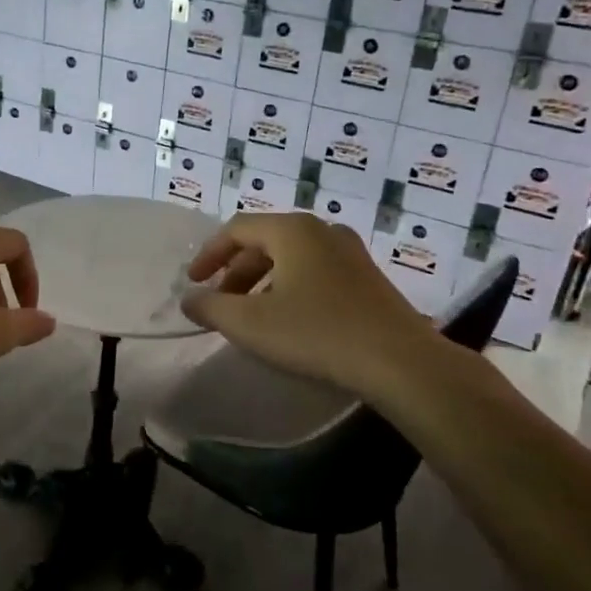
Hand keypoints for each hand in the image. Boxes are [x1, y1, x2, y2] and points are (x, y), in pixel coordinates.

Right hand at [180, 211, 443, 398]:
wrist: (400, 362)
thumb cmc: (317, 334)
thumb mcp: (251, 324)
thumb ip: (211, 307)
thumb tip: (189, 299)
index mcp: (292, 230)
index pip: (237, 228)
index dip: (209, 254)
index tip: (193, 282)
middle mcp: (322, 230)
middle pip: (265, 241)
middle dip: (235, 271)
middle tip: (220, 302)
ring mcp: (350, 252)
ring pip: (291, 257)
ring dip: (262, 281)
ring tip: (251, 315)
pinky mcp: (367, 277)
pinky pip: (315, 271)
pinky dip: (290, 287)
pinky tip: (289, 320)